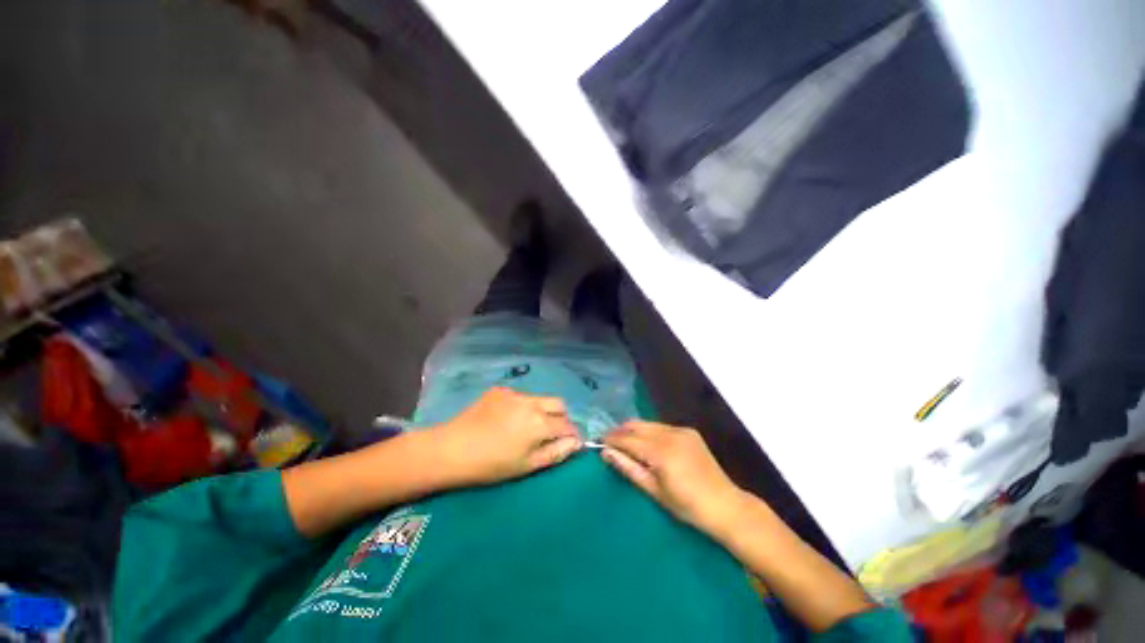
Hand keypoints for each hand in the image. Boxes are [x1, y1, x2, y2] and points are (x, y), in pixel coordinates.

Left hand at [431, 387, 581, 486]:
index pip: (567, 424)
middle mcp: (532, 402)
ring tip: (524, 426)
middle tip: (549, 433)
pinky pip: (520, 396)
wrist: (452, 449)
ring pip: (539, 398)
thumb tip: (576, 443)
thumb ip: (556, 452)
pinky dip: (521, 406)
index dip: (571, 434)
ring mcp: (515, 393)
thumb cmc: (491, 465)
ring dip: (541, 410)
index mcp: (540, 422)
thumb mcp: (527, 465)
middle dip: (561, 417)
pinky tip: (505, 419)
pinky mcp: (500, 389)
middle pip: (559, 403)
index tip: (569, 442)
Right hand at [602, 420, 745, 534]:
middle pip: (636, 425)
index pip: (627, 438)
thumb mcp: (654, 490)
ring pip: (648, 424)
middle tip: (609, 442)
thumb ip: (628, 468)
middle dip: (620, 431)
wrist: (725, 505)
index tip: (598, 442)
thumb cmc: (686, 506)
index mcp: (660, 451)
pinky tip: (648, 445)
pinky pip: (661, 427)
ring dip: (634, 430)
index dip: (611, 438)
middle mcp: (670, 434)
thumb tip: (606, 453)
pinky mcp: (689, 431)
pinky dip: (650, 432)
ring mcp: (681, 430)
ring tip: (626, 443)